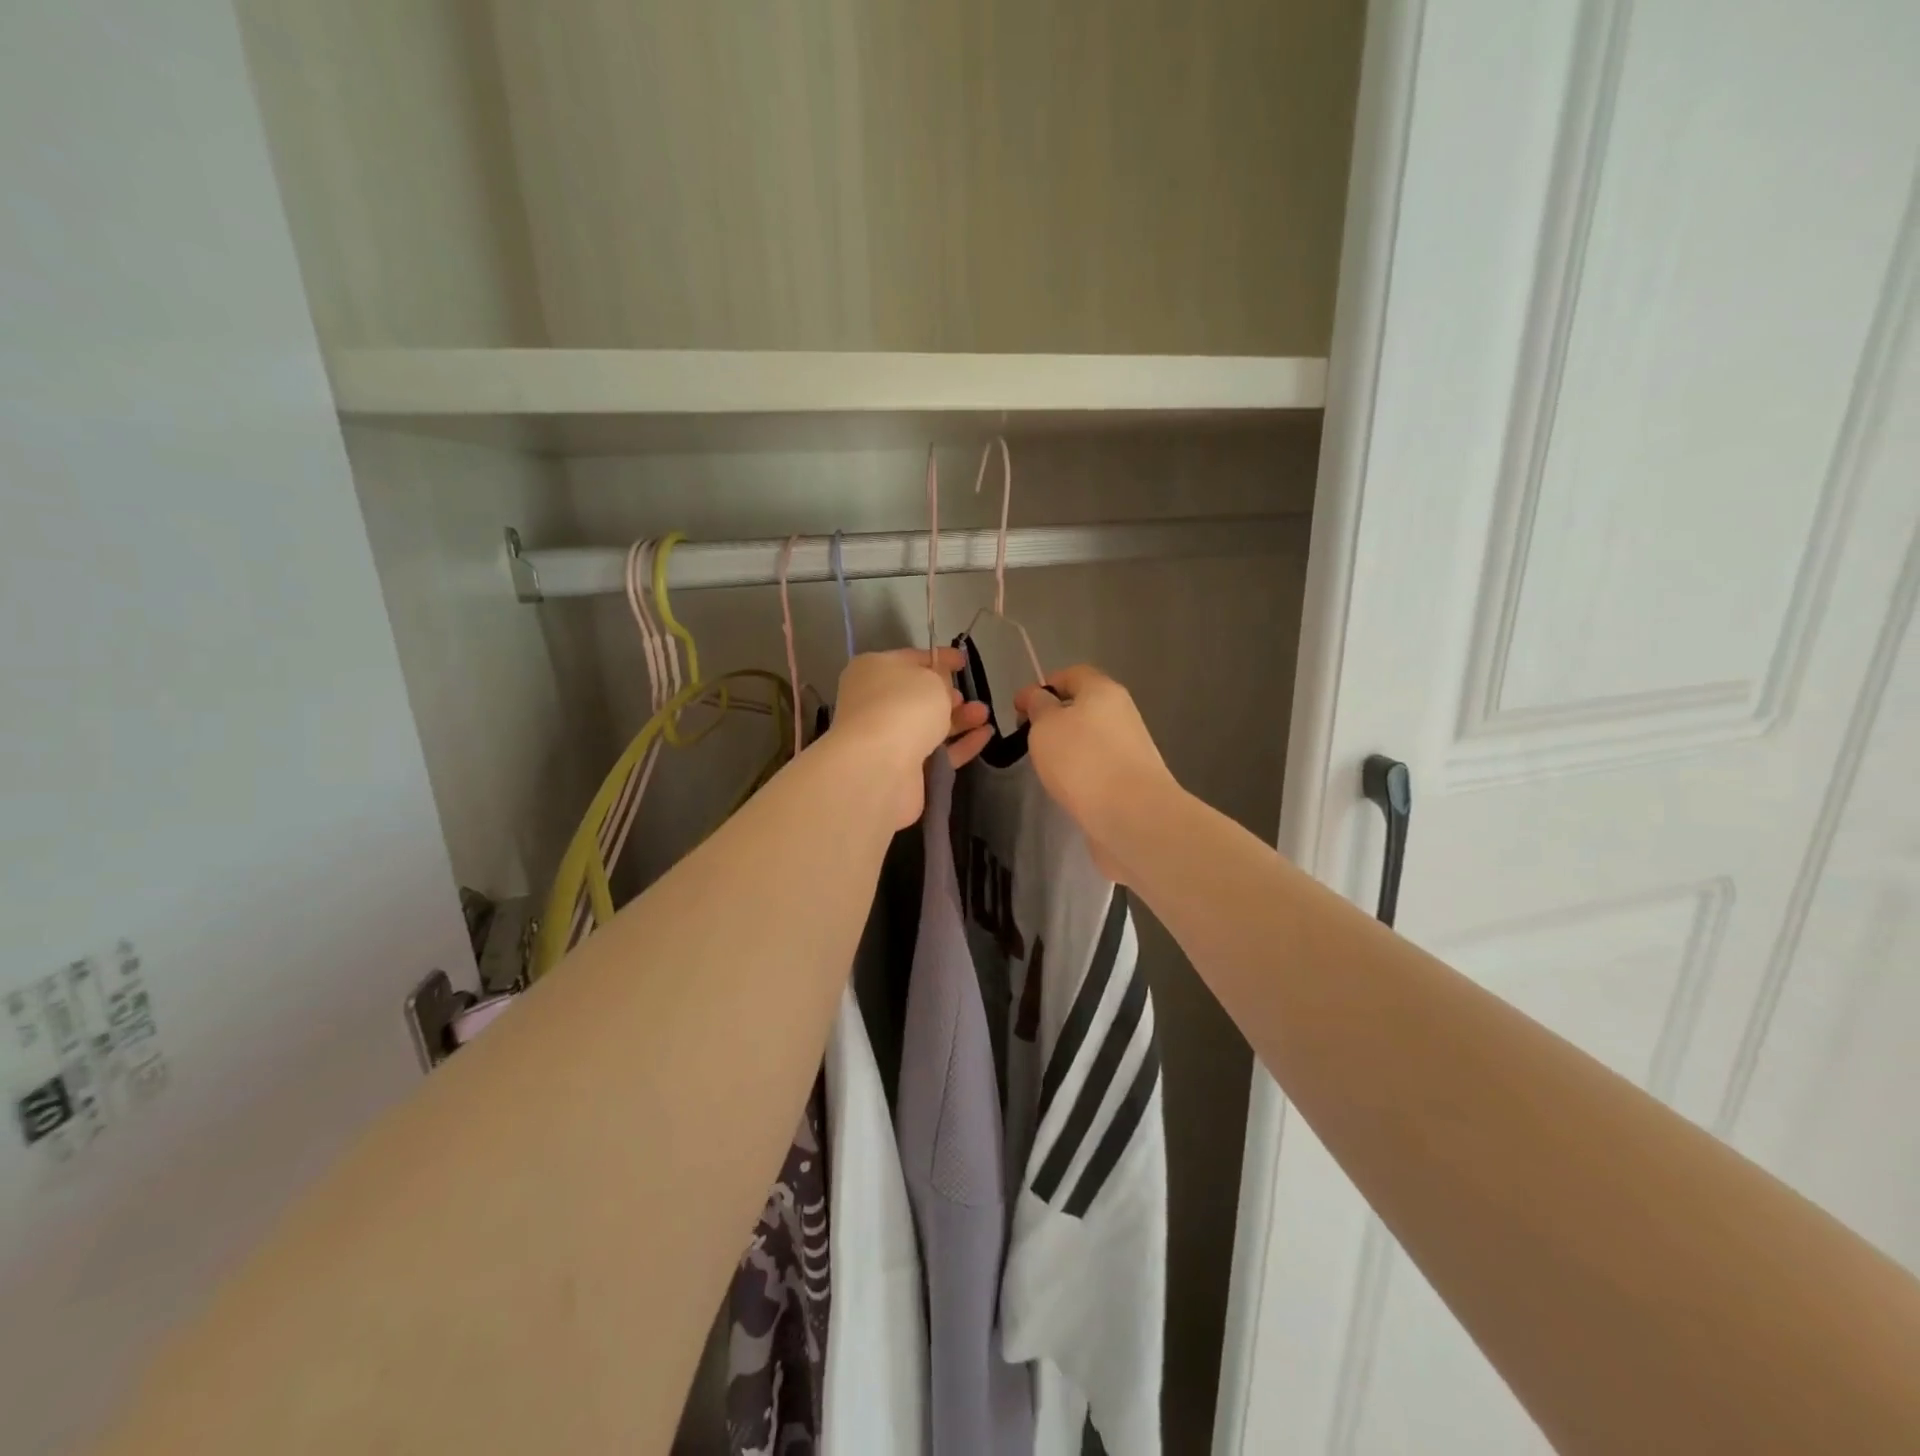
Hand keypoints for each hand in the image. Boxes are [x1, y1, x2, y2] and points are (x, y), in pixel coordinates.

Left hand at [828, 648, 992, 827]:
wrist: (880, 766)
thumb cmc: (904, 706)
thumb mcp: (930, 678)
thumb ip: (939, 678)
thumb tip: (939, 687)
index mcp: (872, 671)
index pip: (909, 658)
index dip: (938, 658)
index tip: (963, 661)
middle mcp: (875, 703)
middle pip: (917, 695)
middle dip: (947, 694)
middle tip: (968, 695)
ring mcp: (887, 738)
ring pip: (929, 725)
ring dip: (959, 719)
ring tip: (984, 714)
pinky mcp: (903, 768)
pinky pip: (938, 752)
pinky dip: (961, 744)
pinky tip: (985, 735)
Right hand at [1015, 665, 1178, 882]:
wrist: (1131, 815)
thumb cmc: (1082, 759)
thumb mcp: (1045, 725)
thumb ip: (1038, 706)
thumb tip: (1039, 697)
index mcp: (1103, 690)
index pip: (1072, 674)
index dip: (1044, 686)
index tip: (1019, 709)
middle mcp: (1122, 713)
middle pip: (1083, 707)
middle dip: (1055, 720)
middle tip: (1029, 740)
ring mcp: (1131, 747)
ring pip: (1091, 739)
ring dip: (1068, 749)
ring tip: (1046, 768)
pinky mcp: (1132, 779)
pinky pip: (1099, 766)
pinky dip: (1082, 773)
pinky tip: (1068, 789)